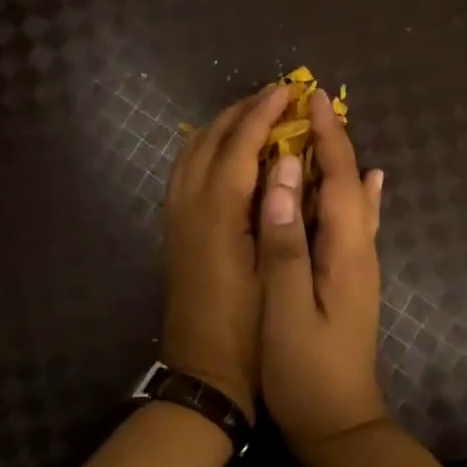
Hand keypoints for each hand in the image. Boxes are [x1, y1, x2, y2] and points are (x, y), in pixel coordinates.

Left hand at [160, 84, 293, 421]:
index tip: (289, 91)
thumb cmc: (250, 331)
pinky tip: (227, 154)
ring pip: (190, 153)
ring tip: (255, 117)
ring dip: (221, 128)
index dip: (264, 114)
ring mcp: (176, 218)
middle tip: (277, 98)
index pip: (239, 146)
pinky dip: (205, 149)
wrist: (204, 374)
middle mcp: (188, 206)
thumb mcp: (275, 275)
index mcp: (216, 215)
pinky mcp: (175, 232)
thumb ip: (281, 214)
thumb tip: (291, 163)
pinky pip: (184, 172)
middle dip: (241, 112)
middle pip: (209, 140)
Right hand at [256, 88, 388, 453]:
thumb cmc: (306, 370)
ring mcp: (359, 269)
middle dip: (334, 142)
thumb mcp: (287, 306)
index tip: (311, 98)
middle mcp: (360, 252)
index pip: (338, 180)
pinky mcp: (351, 283)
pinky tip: (367, 184)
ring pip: (353, 202)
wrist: (339, 424)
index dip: (326, 138)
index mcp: (346, 252)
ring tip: (326, 132)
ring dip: (340, 164)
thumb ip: (285, 241)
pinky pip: (354, 224)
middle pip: (351, 184)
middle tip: (311, 105)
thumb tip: (281, 177)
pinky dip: (355, 195)